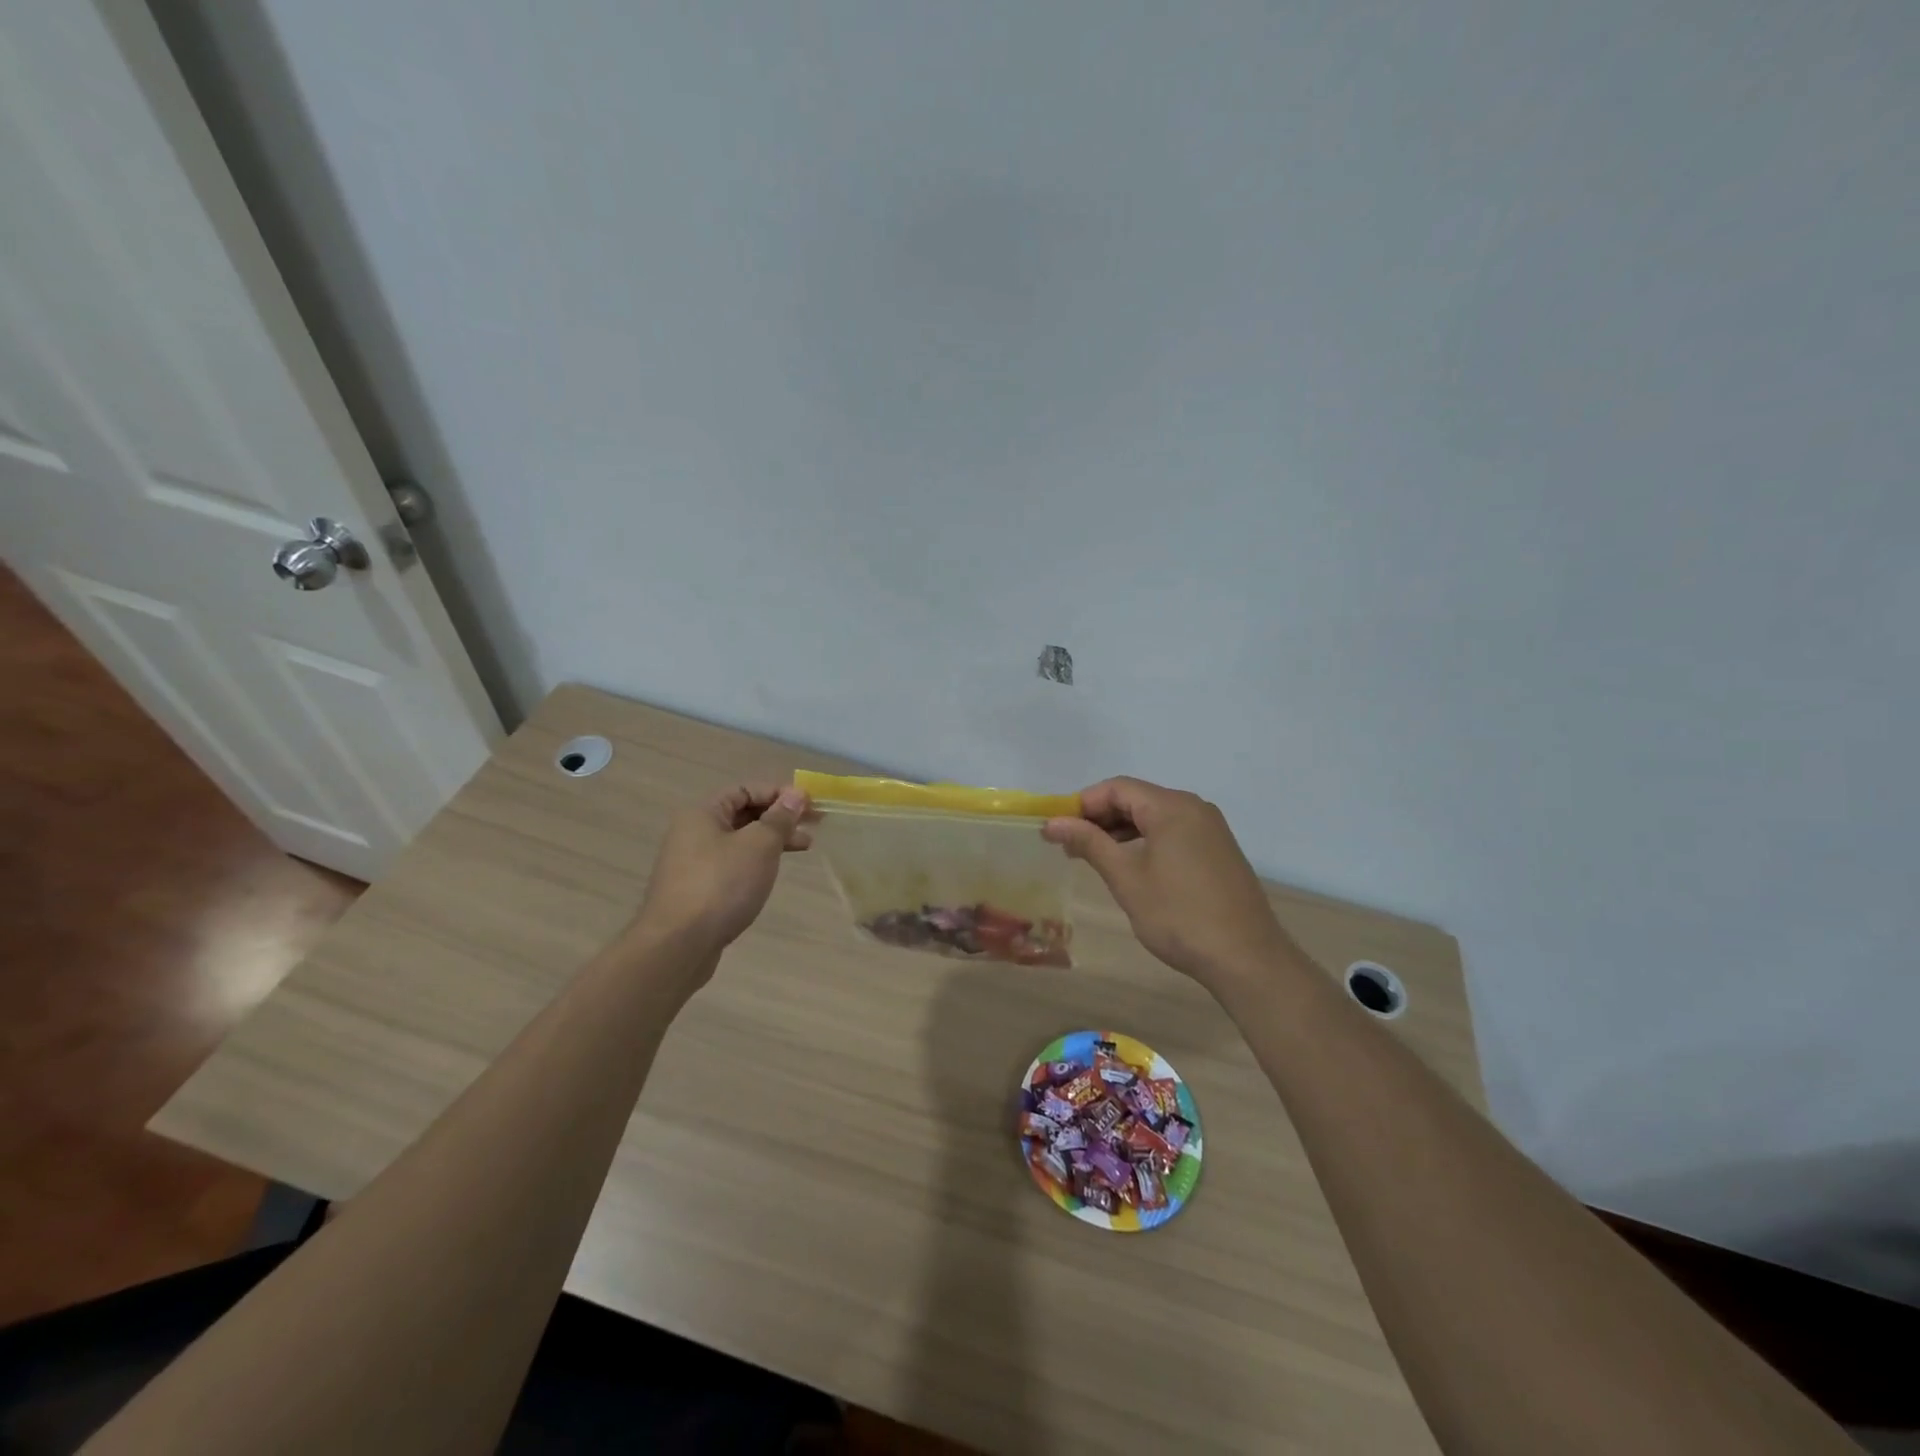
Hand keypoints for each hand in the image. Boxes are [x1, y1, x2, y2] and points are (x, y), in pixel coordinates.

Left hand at [636, 784, 810, 950]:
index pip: (746, 790)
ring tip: (805, 847)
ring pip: (741, 841)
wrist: (678, 945)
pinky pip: (733, 865)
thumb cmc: (722, 884)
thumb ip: (779, 818)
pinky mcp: (698, 891)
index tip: (810, 804)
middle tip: (815, 824)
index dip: (780, 793)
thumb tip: (796, 794)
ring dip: (773, 840)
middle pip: (743, 814)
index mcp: (703, 813)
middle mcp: (693, 833)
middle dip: (780, 817)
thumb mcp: (759, 845)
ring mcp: (693, 864)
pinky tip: (773, 872)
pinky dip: (757, 862)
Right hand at [1042, 777, 1289, 989]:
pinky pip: (1173, 832)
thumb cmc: (1179, 916)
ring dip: (1121, 830)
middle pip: (1136, 798)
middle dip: (1100, 817)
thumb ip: (1089, 843)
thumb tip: (1052, 823)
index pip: (1116, 788)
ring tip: (1092, 857)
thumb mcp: (1126, 878)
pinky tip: (1129, 866)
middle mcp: (1194, 807)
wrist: (1246, 958)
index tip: (1057, 829)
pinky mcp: (1217, 849)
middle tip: (1069, 845)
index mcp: (1172, 807)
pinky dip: (1145, 841)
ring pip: (1154, 816)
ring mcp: (1210, 828)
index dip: (1082, 804)